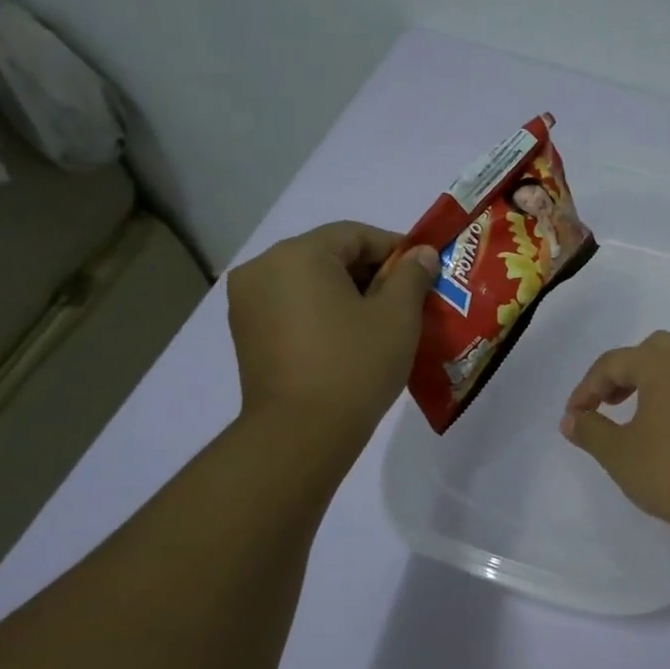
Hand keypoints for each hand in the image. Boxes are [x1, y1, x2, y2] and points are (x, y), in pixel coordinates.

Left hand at [227, 222, 437, 446]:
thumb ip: (412, 275)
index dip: (396, 249)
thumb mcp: (397, 316)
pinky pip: (291, 306)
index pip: (355, 234)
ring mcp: (247, 302)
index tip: (424, 273)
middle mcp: (263, 268)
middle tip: (406, 300)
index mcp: (298, 254)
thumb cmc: (355, 365)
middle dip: (370, 273)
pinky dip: (321, 312)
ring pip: (309, 282)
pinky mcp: (245, 333)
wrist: (301, 433)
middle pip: (328, 255)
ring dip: (346, 293)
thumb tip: (422, 254)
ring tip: (379, 323)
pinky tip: (347, 339)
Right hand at [560, 331, 669, 534]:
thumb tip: (572, 419)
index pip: (614, 363)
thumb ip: (590, 430)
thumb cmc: (669, 472)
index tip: (575, 417)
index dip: (588, 387)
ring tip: (660, 396)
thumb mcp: (617, 454)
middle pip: (656, 348)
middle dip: (629, 371)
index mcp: (662, 365)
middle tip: (612, 404)